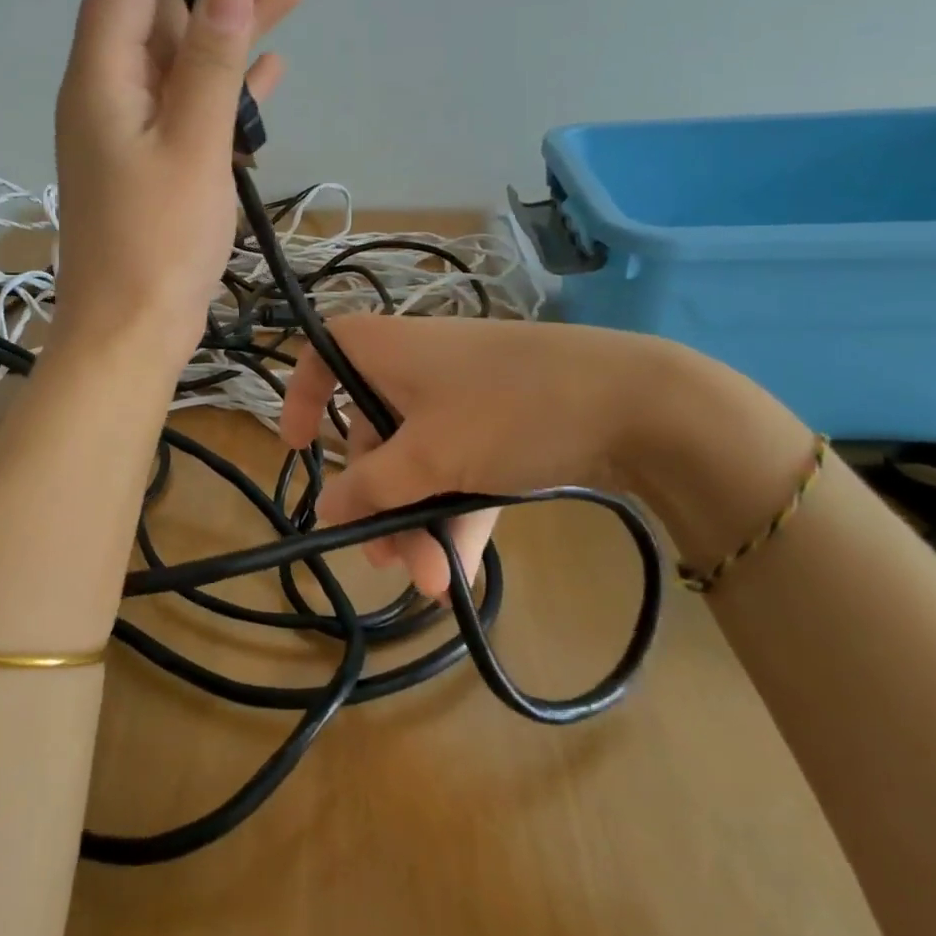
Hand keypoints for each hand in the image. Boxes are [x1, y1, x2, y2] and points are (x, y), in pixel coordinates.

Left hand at [53, 0, 303, 361]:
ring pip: (187, 57)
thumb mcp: (190, 148)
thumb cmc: (156, 243)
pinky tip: (267, 67)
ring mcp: (134, 130)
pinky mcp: (157, 162)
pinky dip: (228, 82)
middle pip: (165, 13)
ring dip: (233, 25)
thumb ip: (208, 67)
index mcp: (103, 79)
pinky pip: (195, 103)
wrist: (131, 330)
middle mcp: (111, 94)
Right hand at [277, 315, 688, 599]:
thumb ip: (370, 487)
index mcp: (386, 351)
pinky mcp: (501, 422)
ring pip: (420, 459)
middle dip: (381, 503)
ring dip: (421, 522)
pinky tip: (464, 575)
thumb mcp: (428, 457)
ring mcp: (462, 396)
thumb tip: (324, 509)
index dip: (301, 398)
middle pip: (374, 433)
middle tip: (386, 561)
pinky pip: (460, 466)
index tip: (299, 448)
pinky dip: (458, 513)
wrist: (636, 402)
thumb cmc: (506, 412)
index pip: (322, 356)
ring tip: (434, 585)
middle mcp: (417, 367)